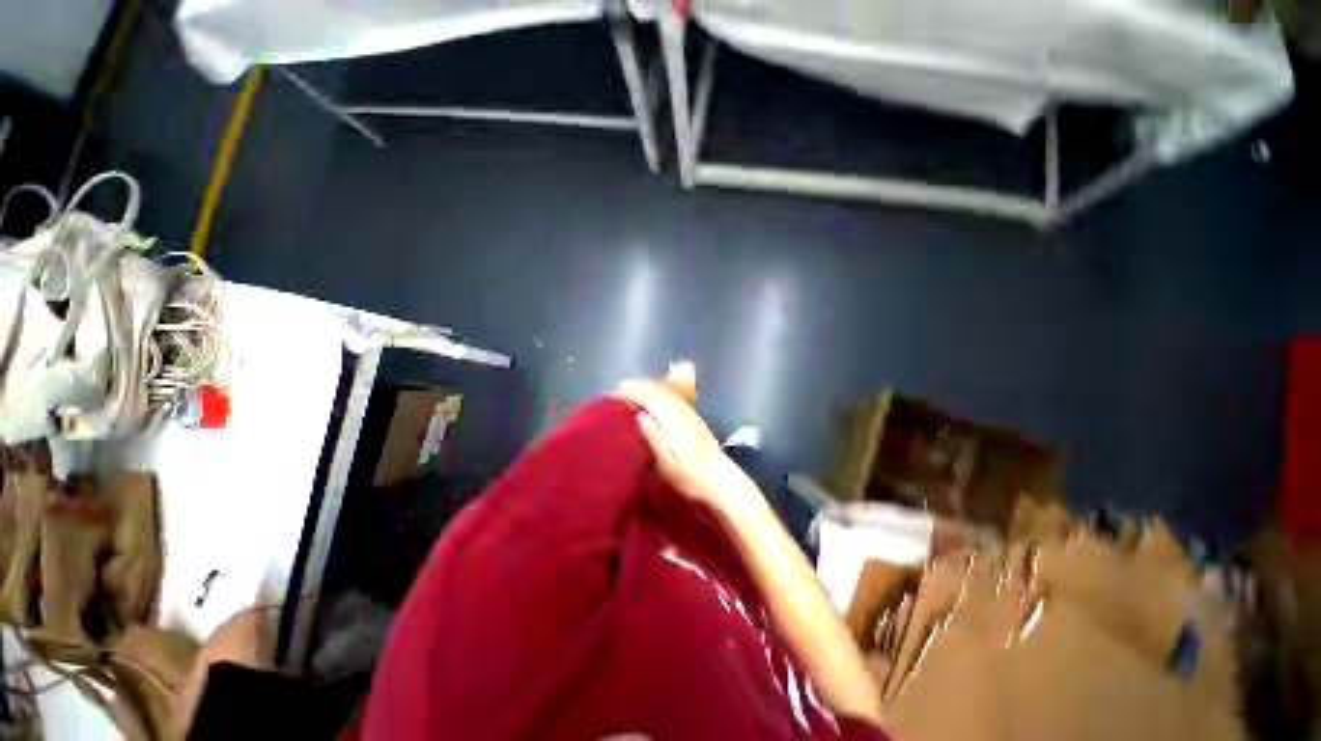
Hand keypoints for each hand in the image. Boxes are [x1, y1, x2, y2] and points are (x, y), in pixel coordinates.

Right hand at [615, 361, 759, 513]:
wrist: (720, 480)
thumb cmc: (690, 478)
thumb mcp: (667, 465)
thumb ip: (653, 437)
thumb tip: (639, 415)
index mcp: (674, 420)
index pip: (650, 395)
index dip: (632, 391)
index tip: (615, 396)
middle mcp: (682, 410)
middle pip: (657, 389)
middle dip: (636, 387)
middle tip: (618, 395)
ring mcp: (689, 411)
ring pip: (665, 390)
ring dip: (646, 389)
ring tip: (629, 395)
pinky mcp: (692, 416)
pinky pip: (672, 396)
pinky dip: (658, 393)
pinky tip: (650, 399)